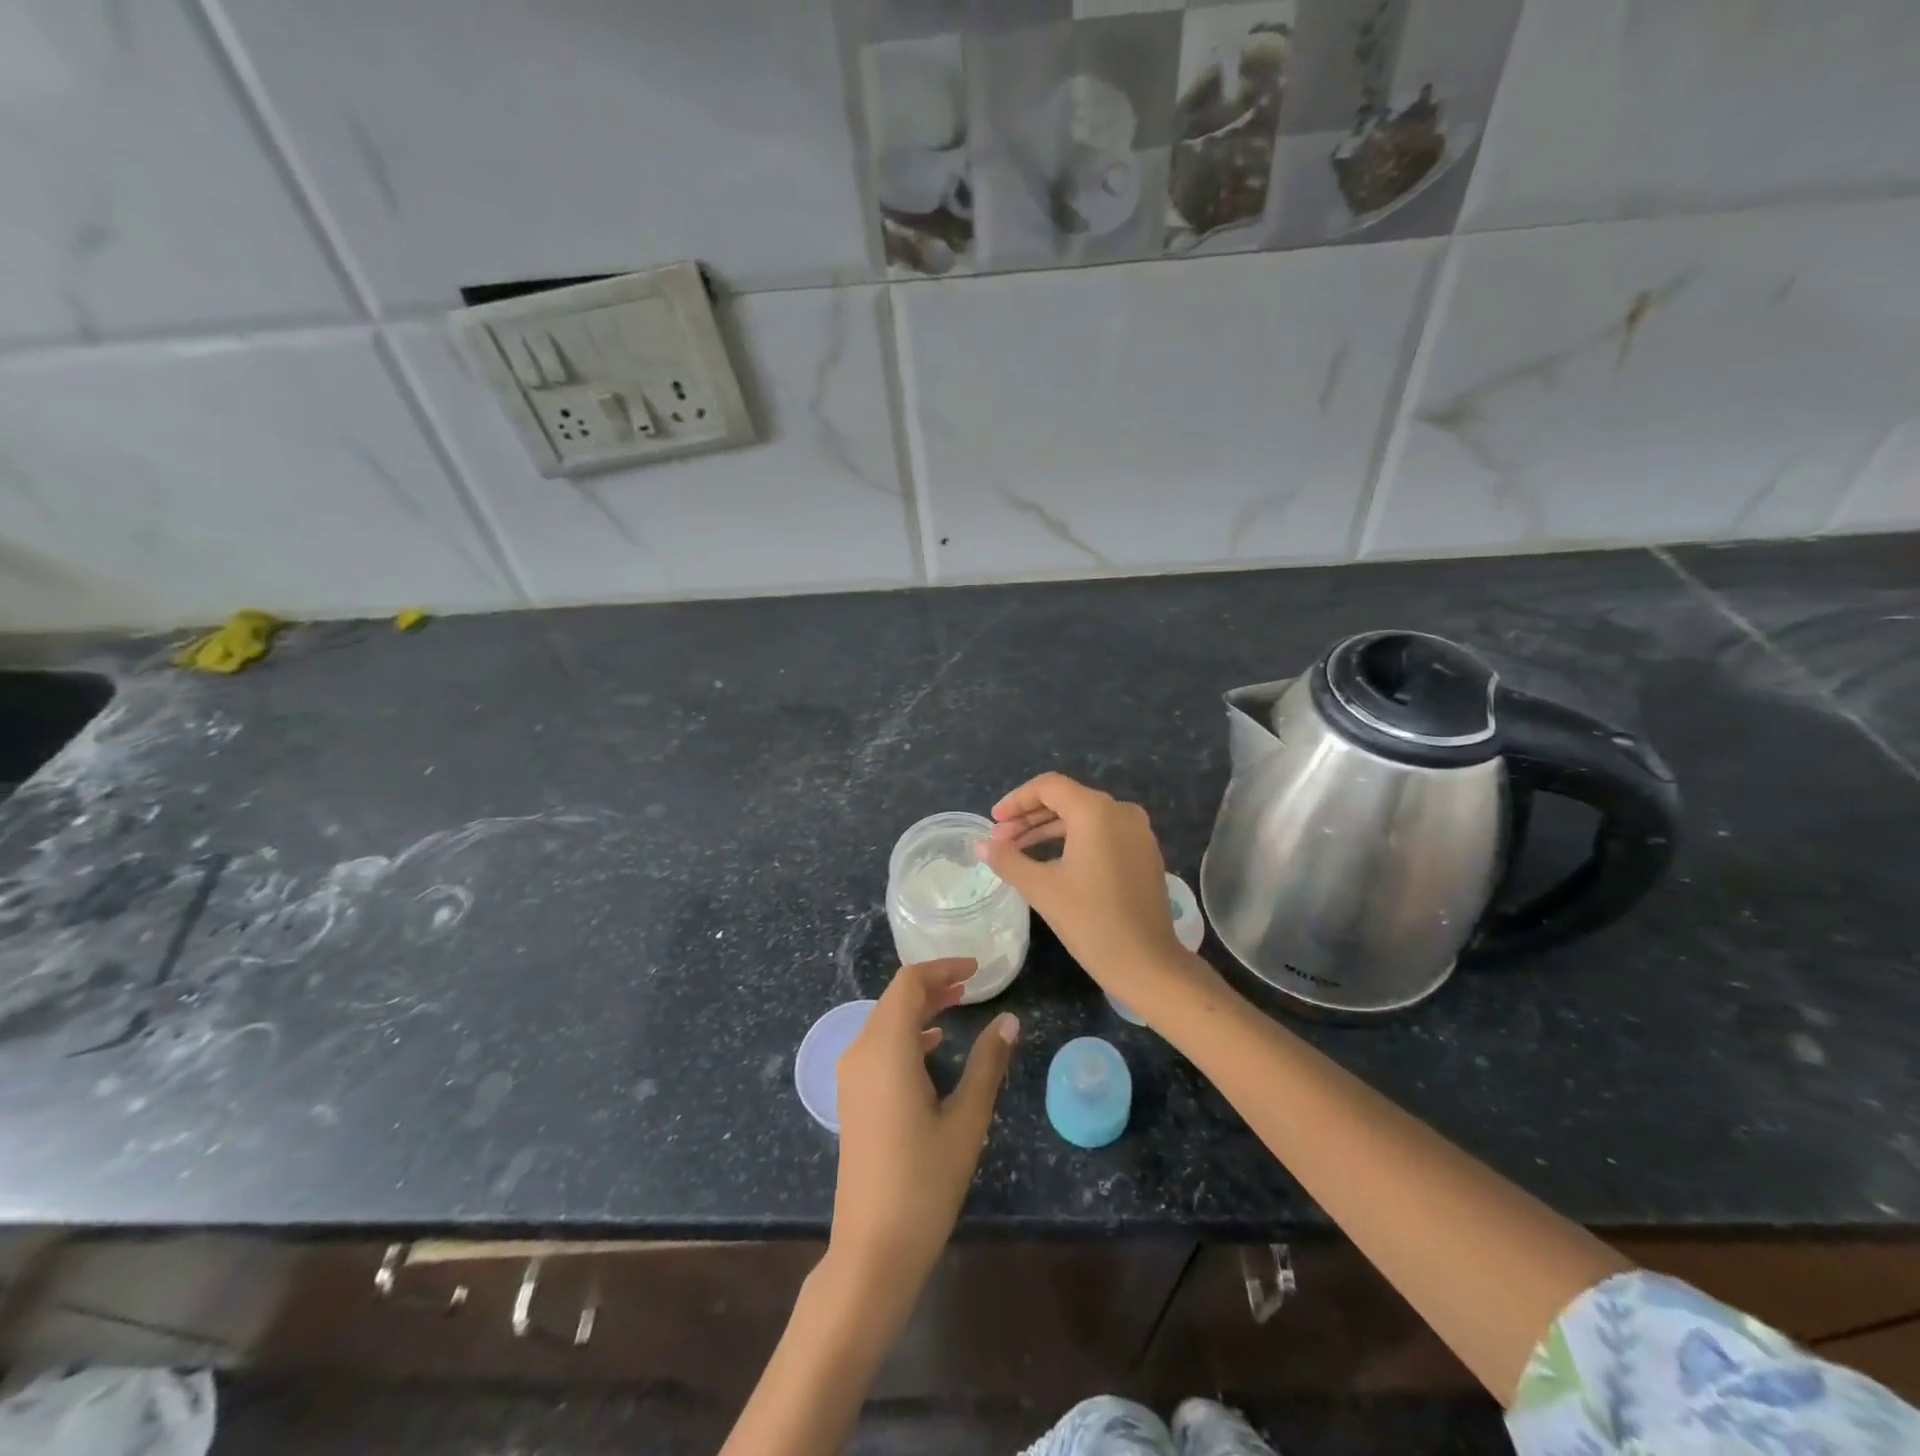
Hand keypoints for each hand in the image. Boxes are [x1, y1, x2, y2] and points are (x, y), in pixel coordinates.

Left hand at [829, 960, 1017, 1300]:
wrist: (873, 1250)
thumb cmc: (924, 1182)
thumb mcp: (966, 1120)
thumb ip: (987, 1063)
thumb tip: (1009, 1020)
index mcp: (886, 1049)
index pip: (909, 984)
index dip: (941, 968)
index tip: (976, 969)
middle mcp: (861, 1052)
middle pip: (895, 999)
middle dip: (932, 986)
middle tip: (972, 986)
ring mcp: (851, 1076)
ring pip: (885, 1022)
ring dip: (920, 1009)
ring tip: (958, 1006)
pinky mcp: (852, 1097)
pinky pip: (878, 1046)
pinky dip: (906, 1034)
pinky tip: (932, 1046)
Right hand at [977, 772, 1207, 1003]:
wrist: (1147, 964)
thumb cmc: (1090, 921)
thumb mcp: (1041, 888)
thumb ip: (1007, 859)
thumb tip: (980, 844)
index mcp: (1096, 811)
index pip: (1048, 787)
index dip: (1016, 800)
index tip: (993, 821)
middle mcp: (1121, 811)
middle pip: (1067, 799)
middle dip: (1029, 817)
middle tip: (1000, 839)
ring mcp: (1138, 832)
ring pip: (1085, 817)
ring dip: (1049, 830)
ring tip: (1018, 851)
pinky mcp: (1144, 853)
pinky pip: (1102, 833)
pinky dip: (1074, 840)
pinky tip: (1052, 862)